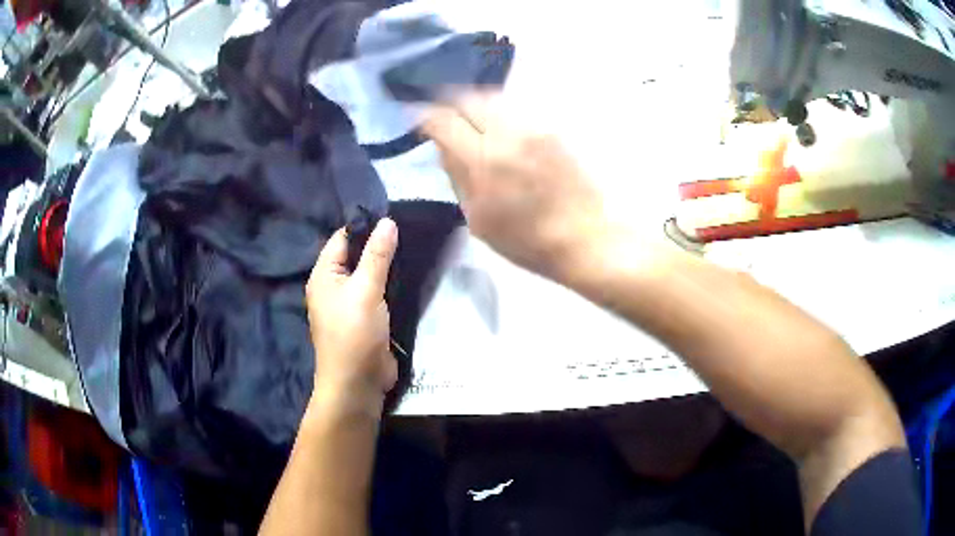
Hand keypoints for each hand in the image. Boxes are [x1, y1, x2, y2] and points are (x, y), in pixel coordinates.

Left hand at [305, 219, 398, 416]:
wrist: (358, 383)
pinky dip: (390, 285)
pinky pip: (377, 294)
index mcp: (324, 275)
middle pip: (356, 256)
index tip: (394, 217)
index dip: (364, 227)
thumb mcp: (366, 289)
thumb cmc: (354, 333)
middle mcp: (333, 286)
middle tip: (410, 231)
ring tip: (414, 248)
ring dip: (387, 266)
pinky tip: (410, 276)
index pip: (342, 239)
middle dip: (379, 246)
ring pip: (369, 276)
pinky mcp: (366, 319)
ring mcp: (350, 304)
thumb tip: (387, 221)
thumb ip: (377, 255)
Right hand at [421, 93, 608, 281]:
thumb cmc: (526, 240)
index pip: (443, 121)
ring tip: (469, 120)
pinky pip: (516, 109)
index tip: (419, 122)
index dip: (425, 117)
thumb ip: (456, 175)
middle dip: (449, 104)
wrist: (584, 237)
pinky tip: (498, 128)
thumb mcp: (478, 218)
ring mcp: (533, 127)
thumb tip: (443, 146)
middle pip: (468, 98)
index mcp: (483, 160)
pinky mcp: (552, 129)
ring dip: (474, 104)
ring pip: (493, 97)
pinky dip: (498, 112)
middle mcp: (508, 132)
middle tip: (443, 117)